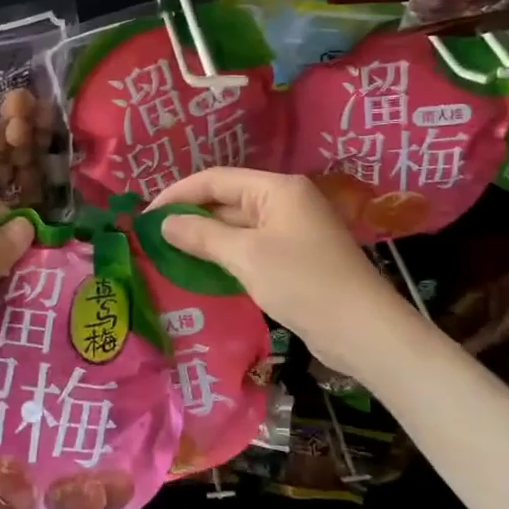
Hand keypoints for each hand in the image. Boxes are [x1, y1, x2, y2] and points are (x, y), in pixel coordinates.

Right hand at [149, 168, 409, 377]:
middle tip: (152, 237)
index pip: (216, 179)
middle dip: (190, 216)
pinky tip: (202, 270)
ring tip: (168, 253)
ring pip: (237, 226)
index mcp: (277, 189)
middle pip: (227, 200)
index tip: (146, 215)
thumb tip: (165, 224)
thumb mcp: (246, 256)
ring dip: (205, 238)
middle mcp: (285, 202)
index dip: (178, 194)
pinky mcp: (294, 257)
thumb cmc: (303, 283)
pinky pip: (250, 247)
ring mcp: (291, 230)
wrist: (362, 330)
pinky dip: (225, 255)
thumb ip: (202, 236)